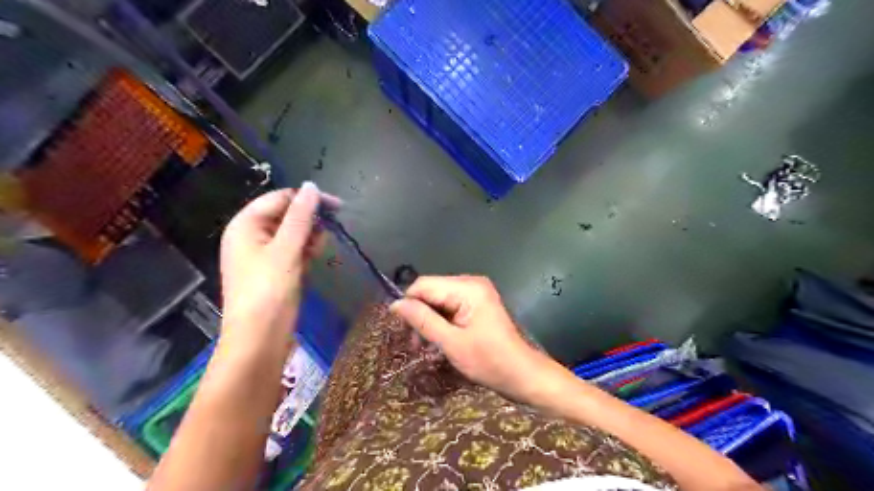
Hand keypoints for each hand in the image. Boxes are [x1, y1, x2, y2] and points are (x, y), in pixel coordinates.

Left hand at [221, 181, 328, 333]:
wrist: (259, 339)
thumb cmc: (268, 291)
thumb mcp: (286, 250)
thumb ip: (300, 217)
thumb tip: (311, 186)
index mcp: (245, 225)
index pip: (280, 199)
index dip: (308, 199)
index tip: (338, 207)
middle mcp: (251, 235)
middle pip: (285, 215)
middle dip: (309, 220)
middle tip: (329, 232)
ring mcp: (262, 254)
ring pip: (291, 233)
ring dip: (309, 236)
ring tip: (318, 250)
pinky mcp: (274, 269)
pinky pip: (292, 250)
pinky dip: (305, 251)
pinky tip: (314, 258)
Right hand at [391, 276, 554, 401]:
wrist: (522, 374)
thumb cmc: (489, 361)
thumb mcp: (451, 343)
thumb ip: (422, 320)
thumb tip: (395, 304)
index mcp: (468, 288)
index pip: (424, 285)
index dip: (408, 304)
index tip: (401, 330)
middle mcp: (471, 283)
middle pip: (431, 291)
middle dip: (419, 315)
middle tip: (414, 344)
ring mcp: (475, 293)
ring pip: (438, 300)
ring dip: (428, 321)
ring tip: (424, 346)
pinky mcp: (477, 304)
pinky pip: (449, 307)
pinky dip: (440, 322)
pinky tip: (438, 340)